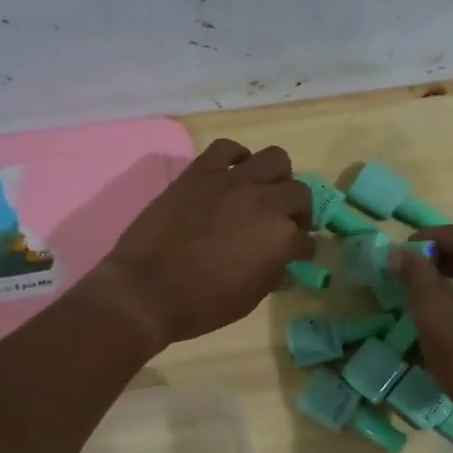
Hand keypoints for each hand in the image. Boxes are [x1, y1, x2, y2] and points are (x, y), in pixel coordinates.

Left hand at [92, 139, 311, 348]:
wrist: (145, 290)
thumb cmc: (201, 304)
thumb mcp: (248, 300)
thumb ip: (271, 277)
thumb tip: (284, 269)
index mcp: (281, 238)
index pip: (306, 240)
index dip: (302, 249)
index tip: (296, 256)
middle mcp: (265, 202)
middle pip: (299, 192)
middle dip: (298, 211)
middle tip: (284, 223)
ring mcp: (232, 182)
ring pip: (275, 158)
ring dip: (276, 177)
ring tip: (262, 192)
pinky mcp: (200, 173)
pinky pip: (227, 149)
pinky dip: (236, 157)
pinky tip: (232, 174)